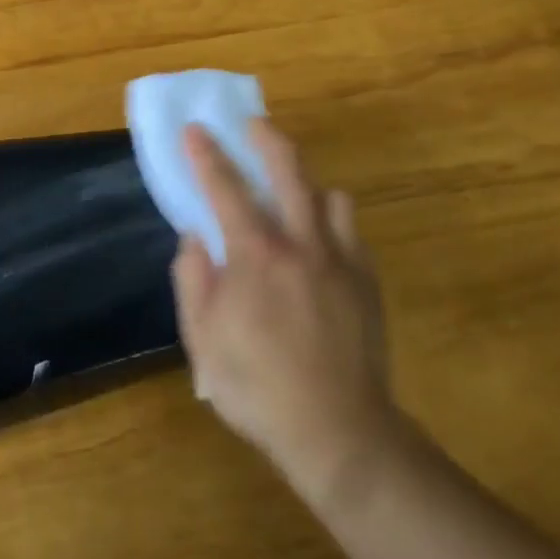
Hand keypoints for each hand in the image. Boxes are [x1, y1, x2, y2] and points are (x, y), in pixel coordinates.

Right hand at [171, 120, 397, 509]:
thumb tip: (194, 237)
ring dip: (306, 184)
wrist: (340, 434)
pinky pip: (350, 230)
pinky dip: (331, 221)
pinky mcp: (366, 280)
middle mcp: (300, 243)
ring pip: (329, 195)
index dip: (205, 154)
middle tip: (252, 124)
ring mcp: (340, 259)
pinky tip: (320, 240)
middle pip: (288, 169)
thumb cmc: (258, 388)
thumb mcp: (203, 341)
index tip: (194, 128)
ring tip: (291, 192)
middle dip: (266, 137)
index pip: (224, 187)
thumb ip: (193, 280)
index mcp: (255, 255)